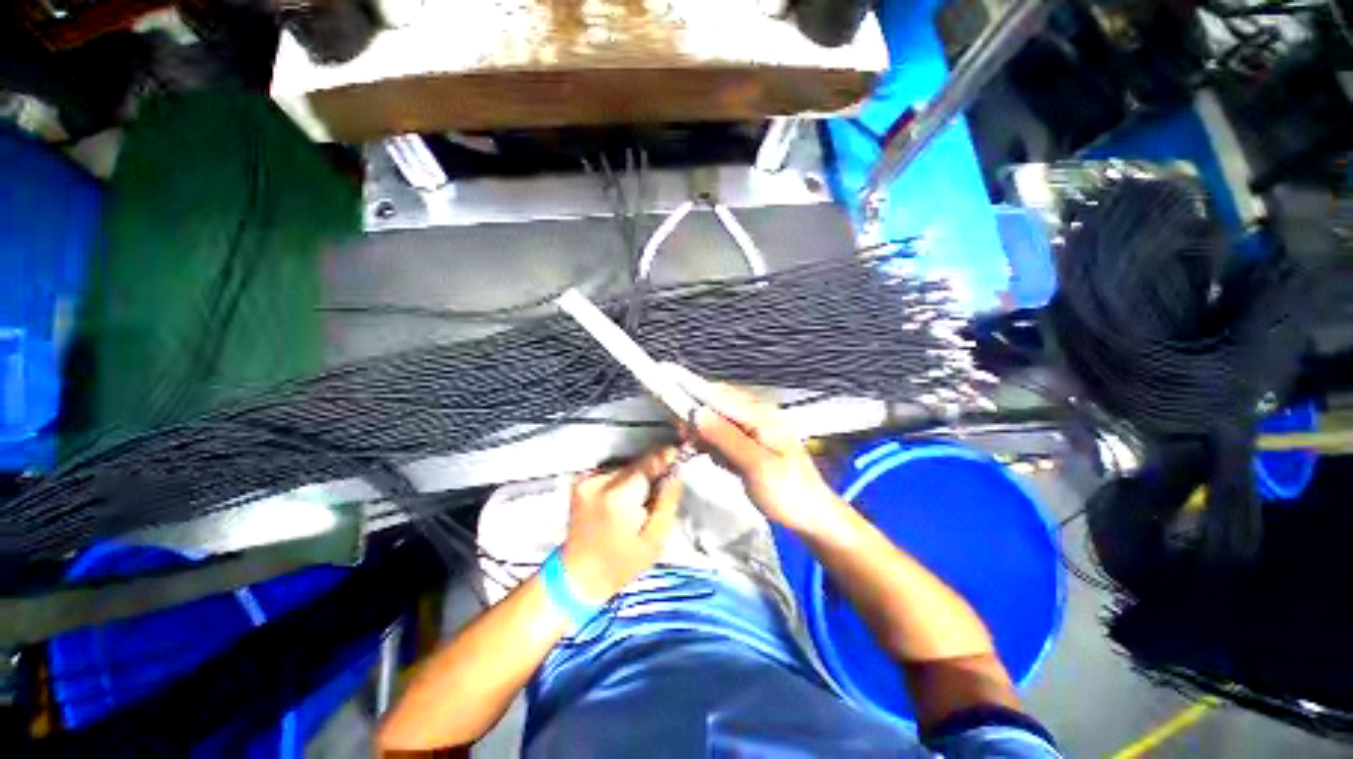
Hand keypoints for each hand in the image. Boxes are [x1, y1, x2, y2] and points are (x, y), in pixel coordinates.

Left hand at [560, 447, 682, 602]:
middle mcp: (600, 481)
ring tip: (642, 497)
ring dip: (638, 475)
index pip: (650, 462)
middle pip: (637, 463)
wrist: (577, 576)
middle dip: (653, 470)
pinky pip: (613, 471)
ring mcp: (587, 479)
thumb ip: (668, 501)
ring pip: (626, 466)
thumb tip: (677, 471)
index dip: (667, 457)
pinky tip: (625, 498)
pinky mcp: (581, 481)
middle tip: (662, 487)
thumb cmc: (621, 565)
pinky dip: (624, 480)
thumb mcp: (655, 540)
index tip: (681, 456)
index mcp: (619, 497)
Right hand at [689, 383, 845, 536]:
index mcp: (761, 414)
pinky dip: (715, 446)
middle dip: (697, 420)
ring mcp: (754, 428)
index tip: (671, 408)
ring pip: (717, 420)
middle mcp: (757, 414)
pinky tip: (720, 461)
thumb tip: (697, 413)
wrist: (811, 516)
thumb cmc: (788, 492)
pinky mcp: (750, 442)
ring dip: (705, 435)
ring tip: (707, 454)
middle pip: (716, 404)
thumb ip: (726, 438)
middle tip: (687, 441)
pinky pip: (724, 436)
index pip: (719, 395)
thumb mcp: (756, 466)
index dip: (693, 397)